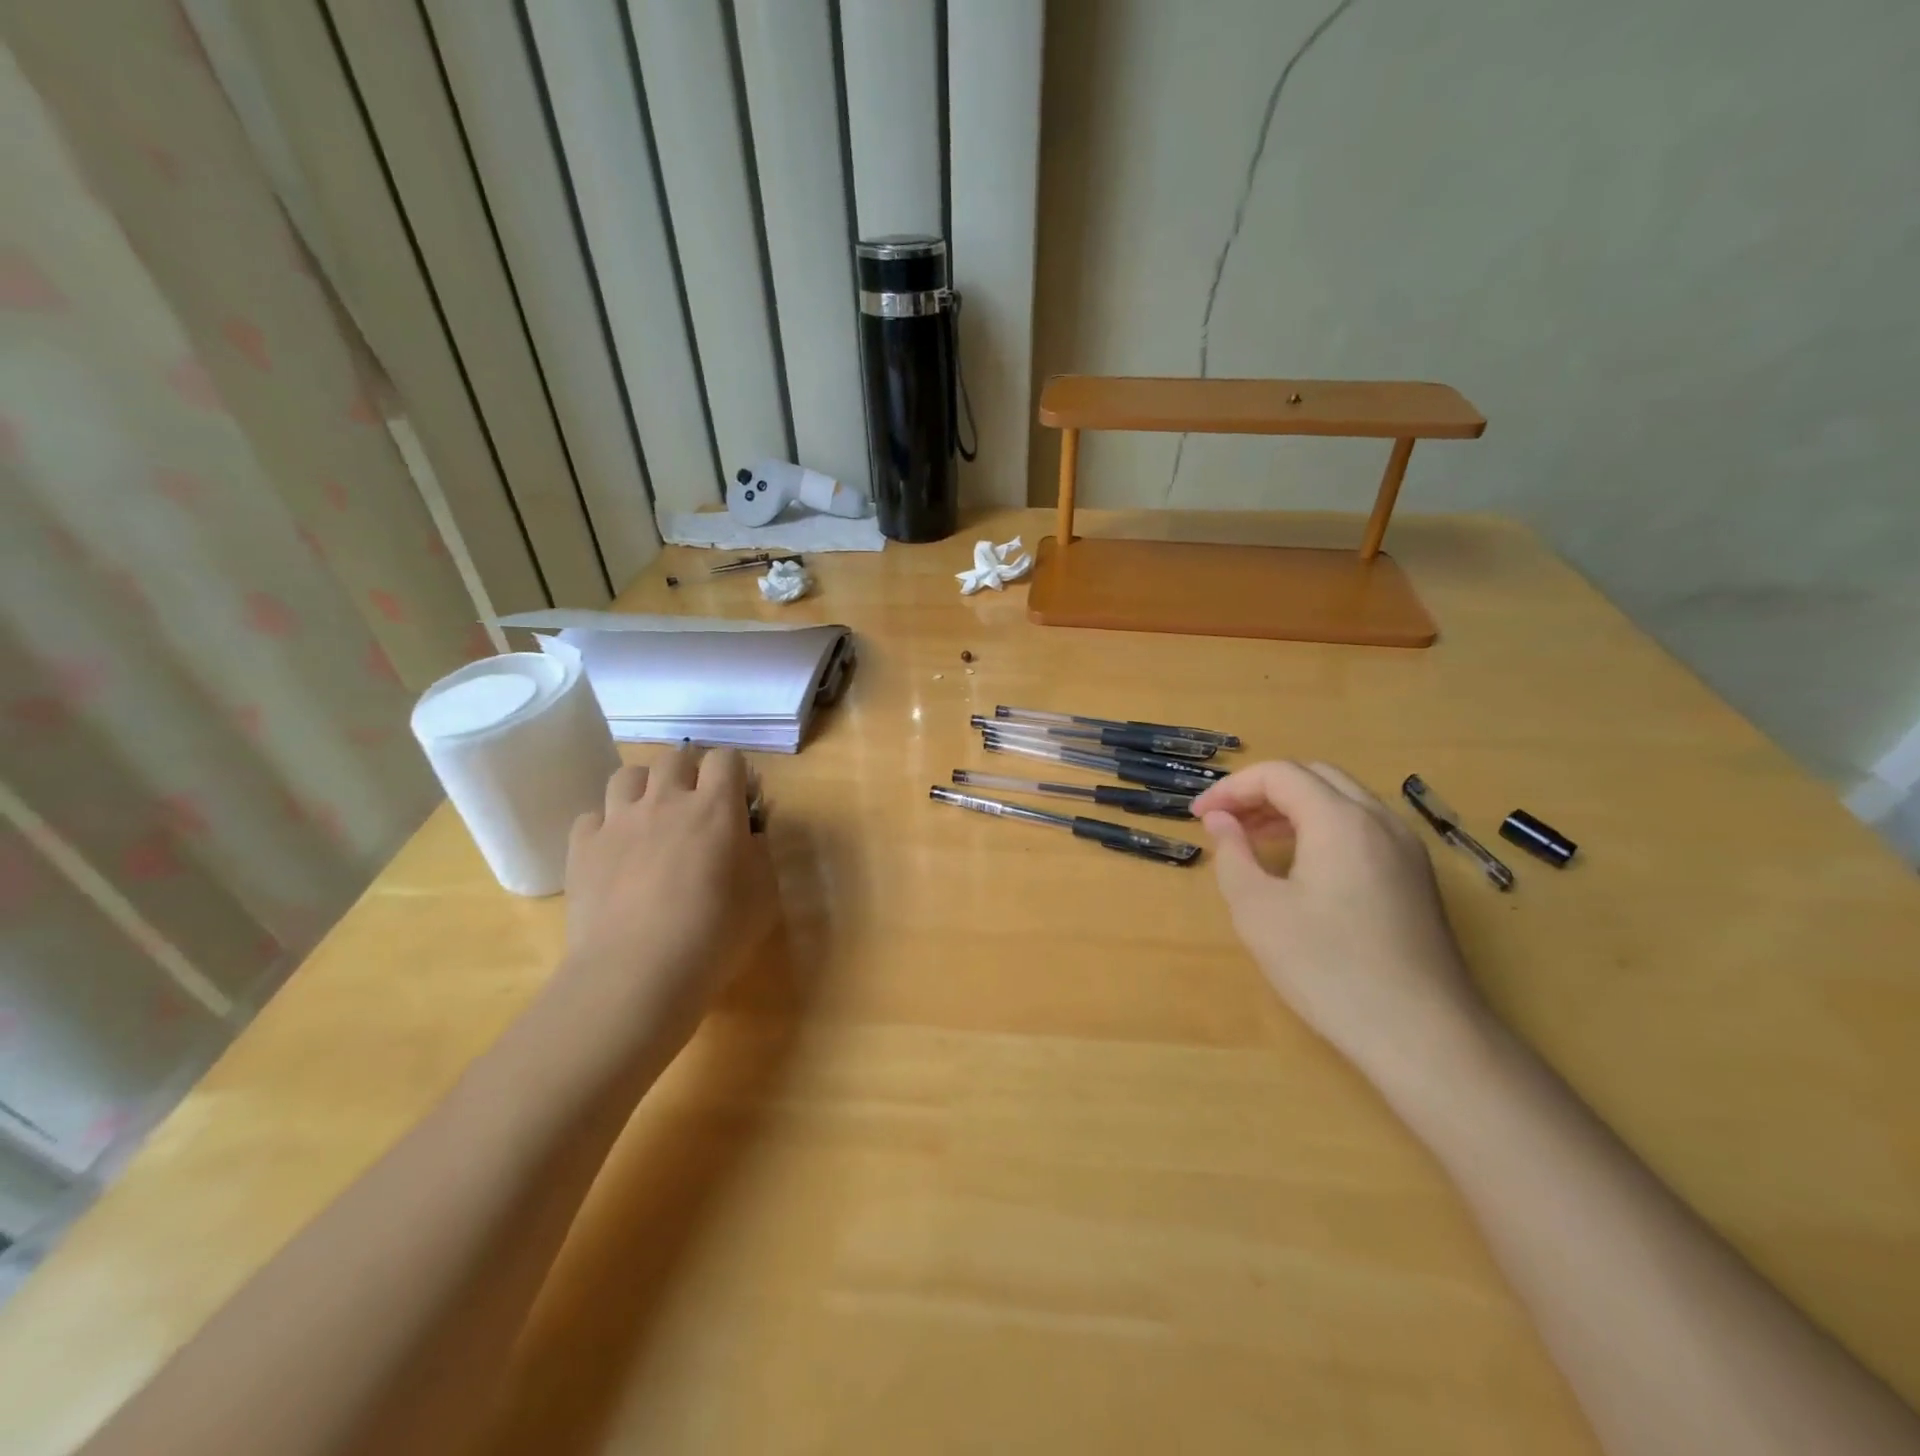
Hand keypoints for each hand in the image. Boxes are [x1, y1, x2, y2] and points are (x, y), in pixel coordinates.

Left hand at [559, 746, 773, 1049]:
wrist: (637, 974)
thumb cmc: (715, 936)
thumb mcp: (764, 895)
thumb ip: (760, 853)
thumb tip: (749, 833)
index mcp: (716, 808)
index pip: (726, 758)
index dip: (735, 773)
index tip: (740, 800)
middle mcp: (666, 801)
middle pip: (675, 757)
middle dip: (690, 773)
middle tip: (696, 808)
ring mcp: (618, 821)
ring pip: (628, 774)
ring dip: (645, 789)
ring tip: (651, 819)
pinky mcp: (582, 847)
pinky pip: (592, 817)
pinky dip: (606, 827)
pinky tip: (615, 853)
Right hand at [1193, 761, 1488, 1081]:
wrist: (1423, 1035)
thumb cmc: (1329, 969)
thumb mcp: (1259, 911)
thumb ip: (1233, 854)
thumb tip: (1220, 819)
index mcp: (1340, 820)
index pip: (1279, 775)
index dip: (1231, 788)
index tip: (1199, 816)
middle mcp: (1379, 821)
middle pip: (1314, 777)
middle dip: (1263, 791)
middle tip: (1226, 822)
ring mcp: (1406, 849)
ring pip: (1343, 801)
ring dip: (1293, 808)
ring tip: (1255, 840)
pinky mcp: (1416, 878)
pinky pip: (1363, 829)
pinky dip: (1323, 828)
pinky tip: (1301, 867)